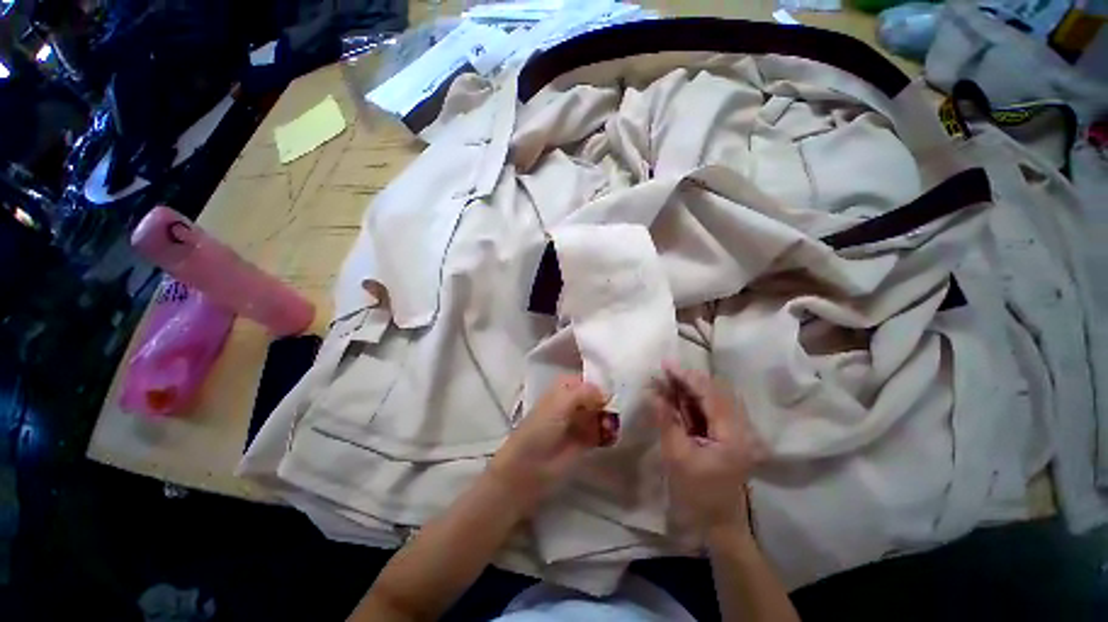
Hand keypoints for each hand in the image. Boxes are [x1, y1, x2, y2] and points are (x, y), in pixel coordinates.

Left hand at [488, 376, 615, 515]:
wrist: (528, 467)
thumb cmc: (540, 428)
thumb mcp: (560, 403)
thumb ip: (584, 393)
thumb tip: (607, 392)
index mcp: (563, 388)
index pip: (586, 380)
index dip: (599, 384)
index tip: (615, 389)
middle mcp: (573, 403)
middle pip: (596, 397)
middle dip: (607, 401)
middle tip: (618, 409)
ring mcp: (579, 422)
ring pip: (600, 414)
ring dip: (610, 417)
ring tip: (613, 425)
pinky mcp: (585, 441)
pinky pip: (602, 432)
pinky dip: (610, 432)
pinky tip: (613, 435)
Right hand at [651, 366, 765, 537]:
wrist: (719, 526)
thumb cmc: (698, 495)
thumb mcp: (677, 456)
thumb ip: (667, 420)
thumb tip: (652, 393)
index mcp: (733, 435)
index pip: (710, 395)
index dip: (687, 377)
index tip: (666, 364)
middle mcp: (741, 428)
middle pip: (715, 393)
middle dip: (688, 380)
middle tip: (664, 371)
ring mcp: (737, 432)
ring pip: (713, 399)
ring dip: (689, 389)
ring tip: (666, 380)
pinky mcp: (729, 436)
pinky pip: (711, 411)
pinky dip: (693, 401)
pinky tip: (676, 396)